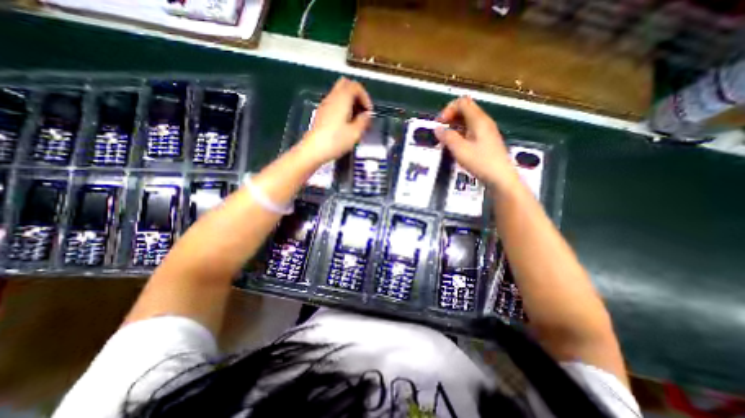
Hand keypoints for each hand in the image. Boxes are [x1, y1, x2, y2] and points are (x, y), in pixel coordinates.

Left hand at [299, 76, 371, 164]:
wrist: (314, 149)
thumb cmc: (336, 141)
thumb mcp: (355, 133)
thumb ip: (364, 121)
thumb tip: (366, 115)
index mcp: (342, 98)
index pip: (356, 86)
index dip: (366, 97)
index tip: (369, 112)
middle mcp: (332, 97)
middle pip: (346, 85)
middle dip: (357, 95)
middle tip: (362, 111)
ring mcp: (325, 105)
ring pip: (340, 94)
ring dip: (350, 102)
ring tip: (356, 119)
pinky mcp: (321, 113)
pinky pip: (334, 103)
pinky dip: (343, 108)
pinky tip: (346, 123)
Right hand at [434, 96, 519, 191]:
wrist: (500, 177)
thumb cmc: (480, 162)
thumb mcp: (460, 150)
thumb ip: (447, 137)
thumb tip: (437, 129)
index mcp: (478, 120)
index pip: (462, 102)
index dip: (448, 109)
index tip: (439, 124)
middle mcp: (484, 122)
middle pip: (465, 110)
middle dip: (450, 118)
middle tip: (441, 132)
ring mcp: (486, 131)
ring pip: (468, 121)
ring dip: (454, 127)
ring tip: (446, 140)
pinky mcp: (486, 141)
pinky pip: (471, 130)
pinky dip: (461, 134)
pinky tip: (456, 146)